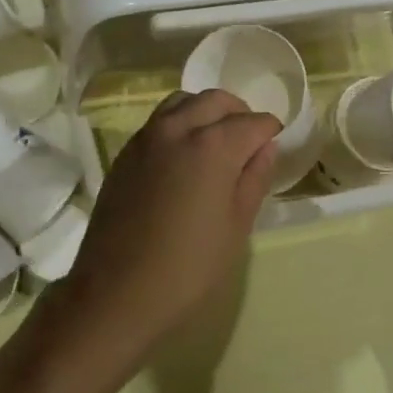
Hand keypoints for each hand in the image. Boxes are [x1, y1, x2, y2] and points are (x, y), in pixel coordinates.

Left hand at [49, 90, 280, 375]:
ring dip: (206, 112)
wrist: (116, 292)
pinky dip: (179, 124)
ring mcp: (146, 137)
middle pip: (217, 100)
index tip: (276, 146)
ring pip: (183, 102)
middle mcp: (178, 128)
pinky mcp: (125, 153)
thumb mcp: (236, 227)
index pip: (253, 122)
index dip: (271, 132)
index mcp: (213, 146)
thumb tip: (266, 147)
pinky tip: (184, 156)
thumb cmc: (188, 268)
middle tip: (249, 142)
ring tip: (216, 143)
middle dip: (240, 114)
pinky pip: (159, 121)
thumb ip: (254, 179)